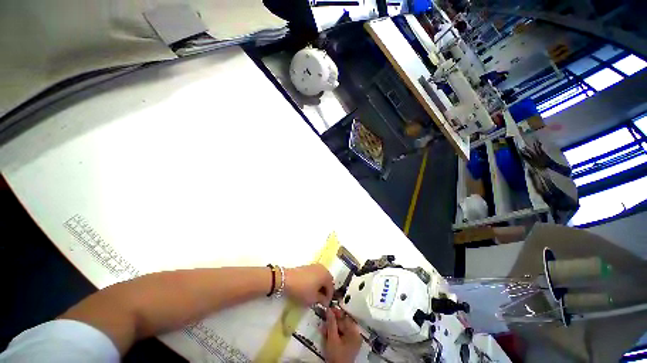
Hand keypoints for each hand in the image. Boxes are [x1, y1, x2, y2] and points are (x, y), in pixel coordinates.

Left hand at [284, 264, 333, 305]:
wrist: (287, 279)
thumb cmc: (302, 289)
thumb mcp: (313, 298)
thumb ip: (322, 300)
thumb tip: (325, 301)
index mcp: (326, 275)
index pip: (332, 288)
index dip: (329, 298)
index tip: (325, 306)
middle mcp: (323, 268)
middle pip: (327, 280)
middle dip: (325, 290)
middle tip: (321, 300)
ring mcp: (315, 266)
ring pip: (322, 277)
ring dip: (320, 285)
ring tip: (315, 294)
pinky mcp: (308, 266)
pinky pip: (316, 274)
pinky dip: (315, 281)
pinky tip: (310, 287)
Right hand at [322, 308, 361, 362]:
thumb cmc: (337, 355)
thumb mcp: (332, 338)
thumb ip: (331, 323)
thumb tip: (329, 309)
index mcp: (354, 332)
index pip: (345, 317)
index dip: (336, 312)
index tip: (328, 308)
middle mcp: (355, 335)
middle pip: (343, 323)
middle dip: (332, 321)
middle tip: (324, 319)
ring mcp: (352, 341)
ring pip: (340, 329)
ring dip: (331, 328)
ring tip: (323, 329)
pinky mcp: (347, 346)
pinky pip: (340, 335)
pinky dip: (333, 334)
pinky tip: (326, 334)